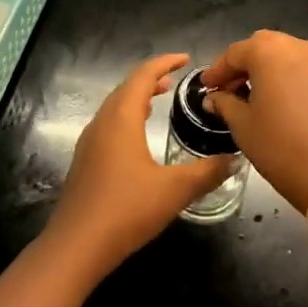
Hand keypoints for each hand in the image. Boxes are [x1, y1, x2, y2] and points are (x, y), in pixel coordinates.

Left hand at [49, 53, 232, 271]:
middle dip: (151, 79)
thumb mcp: (174, 190)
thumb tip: (232, 159)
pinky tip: (138, 138)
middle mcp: (102, 122)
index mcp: (121, 118)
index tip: (185, 59)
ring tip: (159, 101)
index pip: (143, 75)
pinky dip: (127, 118)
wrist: (75, 247)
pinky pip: (108, 125)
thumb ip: (205, 172)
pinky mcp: (85, 162)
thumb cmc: (126, 210)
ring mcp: (89, 143)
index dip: (165, 63)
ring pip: (114, 107)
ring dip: (137, 98)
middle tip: (175, 80)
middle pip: (126, 88)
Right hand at [200, 31, 307, 212]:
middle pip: (263, 47)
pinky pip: (305, 71)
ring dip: (267, 70)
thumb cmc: (280, 146)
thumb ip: (225, 104)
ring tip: (254, 97)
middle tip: (229, 90)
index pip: (235, 53)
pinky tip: (281, 104)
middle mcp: (297, 47)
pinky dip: (289, 79)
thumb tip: (214, 97)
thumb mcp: (243, 126)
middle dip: (244, 65)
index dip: (217, 71)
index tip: (206, 87)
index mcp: (270, 51)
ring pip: (286, 57)